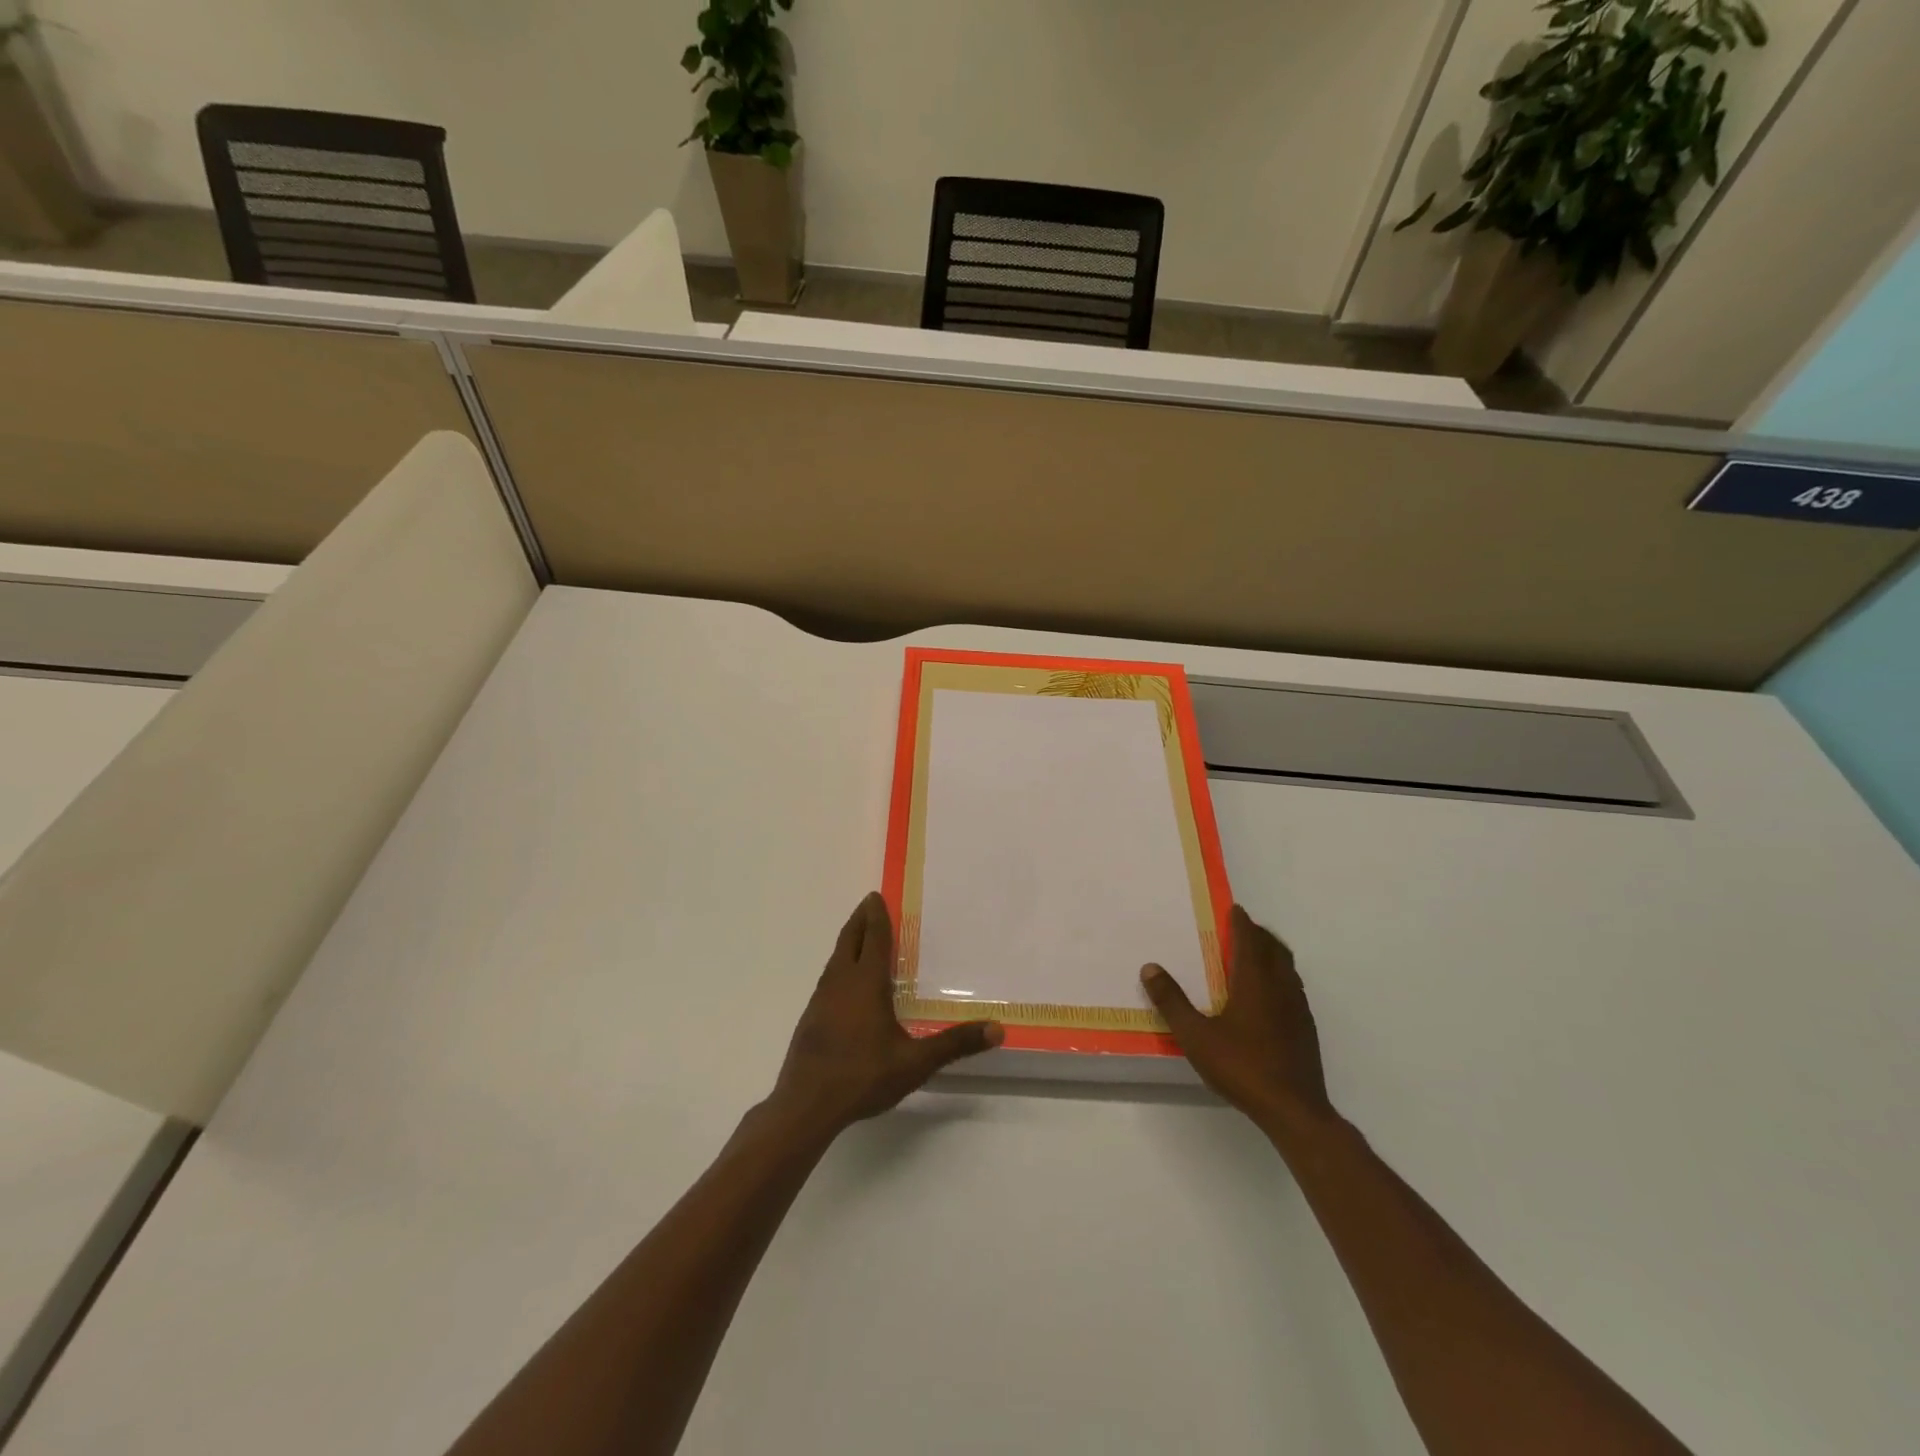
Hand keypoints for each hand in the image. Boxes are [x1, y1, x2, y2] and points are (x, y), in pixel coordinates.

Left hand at [767, 893, 1001, 1140]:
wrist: (806, 1105)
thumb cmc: (862, 1076)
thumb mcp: (916, 1063)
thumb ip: (954, 1044)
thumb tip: (997, 1029)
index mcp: (866, 982)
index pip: (873, 938)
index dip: (876, 916)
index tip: (876, 896)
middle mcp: (840, 982)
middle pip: (849, 940)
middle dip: (859, 920)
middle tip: (868, 904)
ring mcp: (821, 1000)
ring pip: (835, 959)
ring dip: (848, 942)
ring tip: (860, 938)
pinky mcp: (811, 1018)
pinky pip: (828, 978)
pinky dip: (840, 966)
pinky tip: (846, 984)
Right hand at [1141, 904, 1335, 1136]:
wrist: (1294, 1110)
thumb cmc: (1242, 1067)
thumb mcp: (1196, 1036)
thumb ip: (1172, 1001)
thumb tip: (1150, 968)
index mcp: (1254, 980)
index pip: (1250, 939)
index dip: (1241, 921)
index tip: (1234, 909)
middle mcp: (1280, 986)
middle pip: (1274, 947)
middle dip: (1258, 933)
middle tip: (1240, 929)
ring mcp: (1298, 1007)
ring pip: (1287, 967)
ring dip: (1272, 954)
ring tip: (1253, 957)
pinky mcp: (1306, 1028)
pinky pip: (1293, 987)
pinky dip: (1280, 977)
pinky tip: (1267, 997)